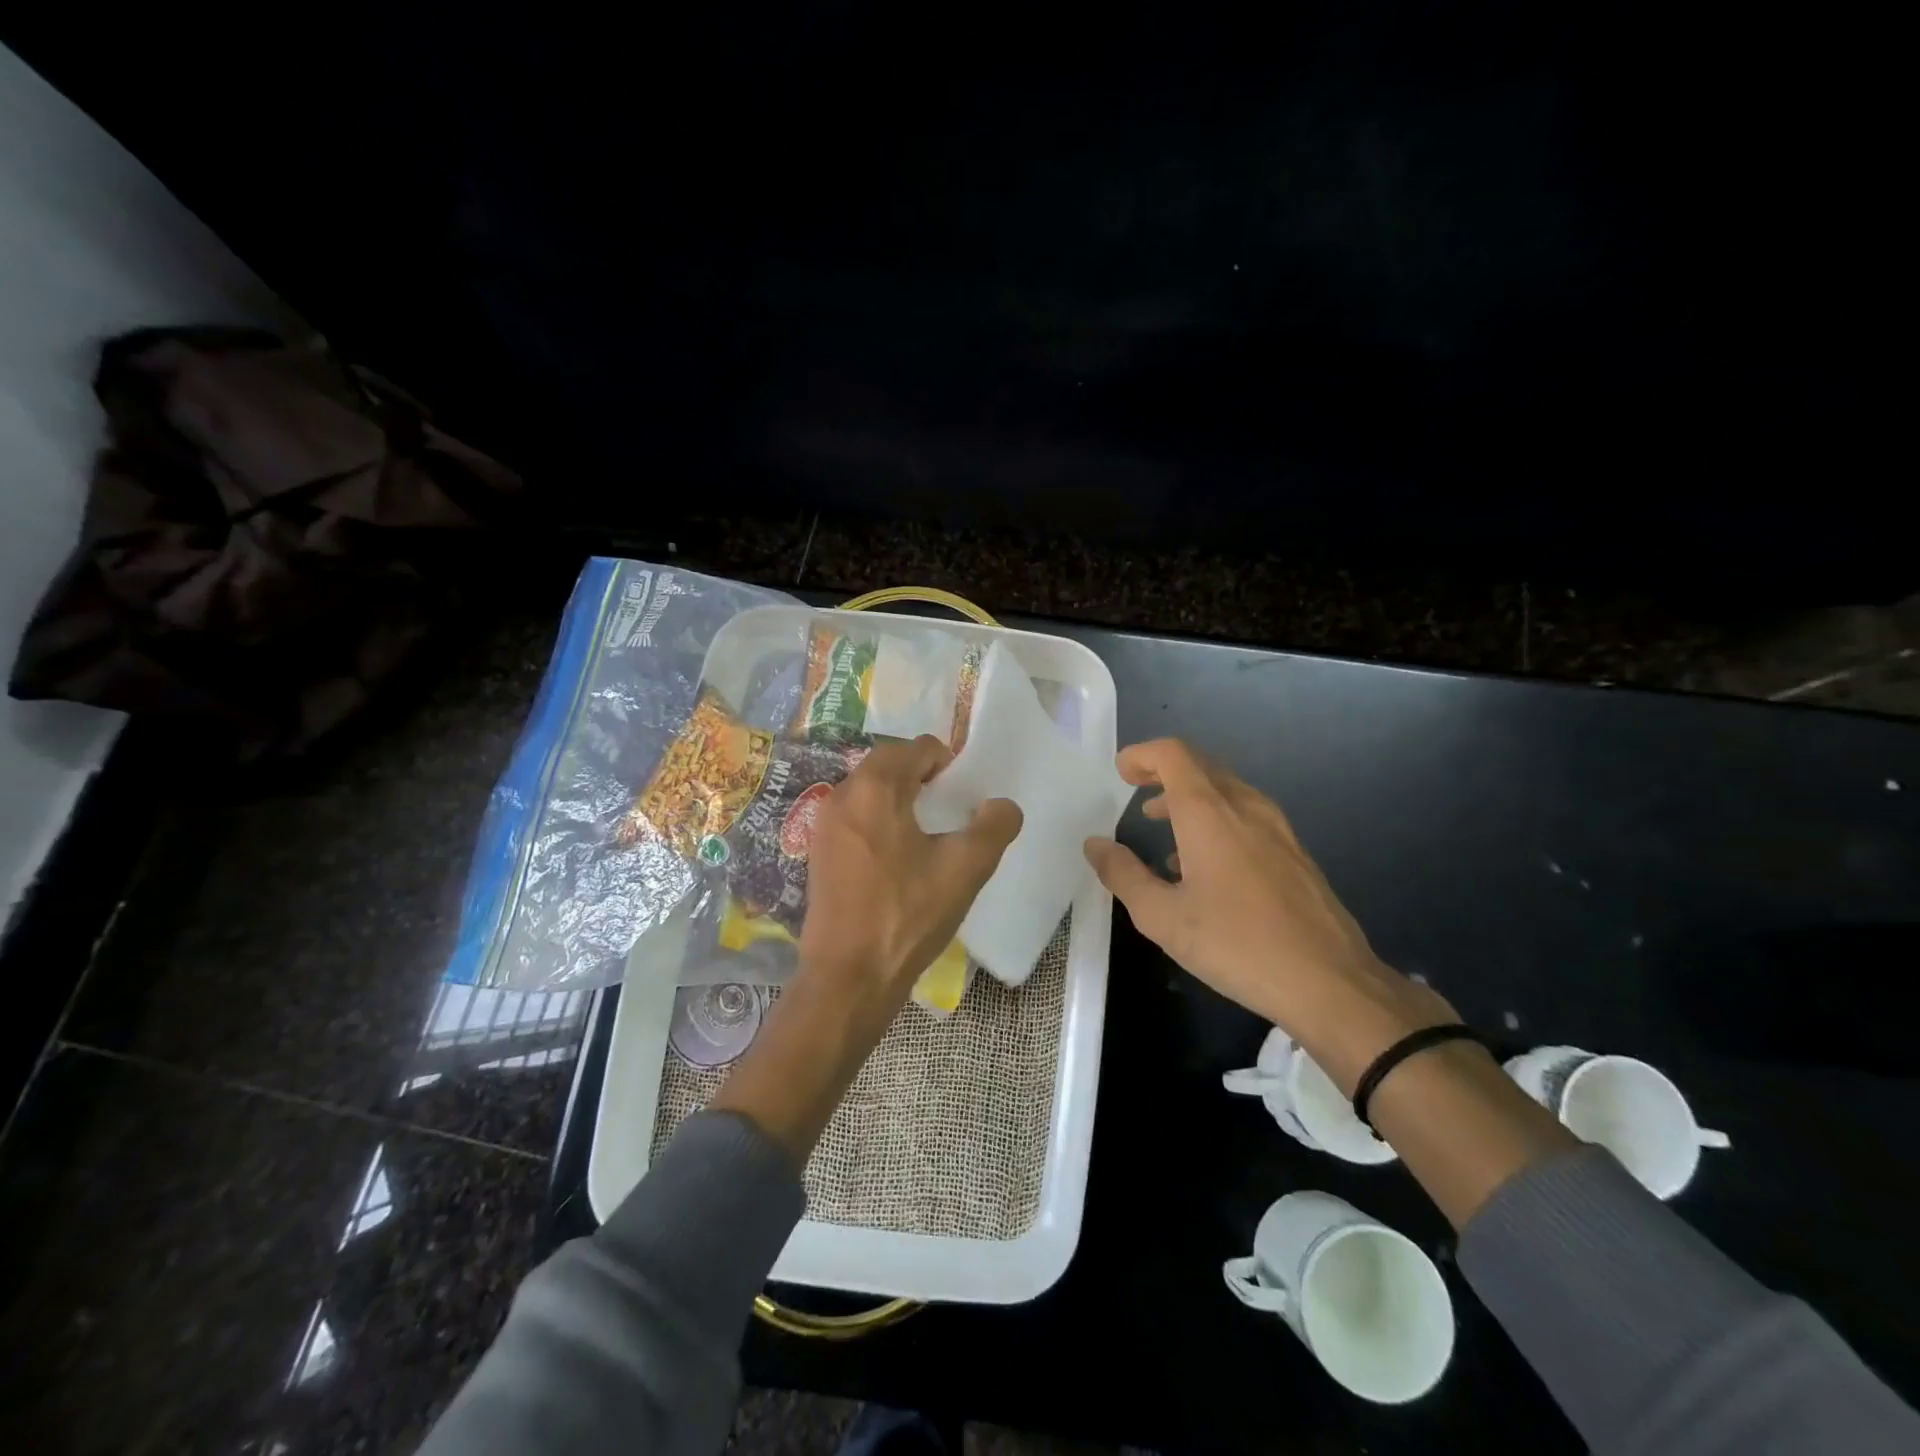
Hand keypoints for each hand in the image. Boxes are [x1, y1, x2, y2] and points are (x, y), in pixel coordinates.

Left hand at [798, 734, 1021, 1025]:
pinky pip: (854, 817)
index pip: (918, 748)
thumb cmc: (908, 915)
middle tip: (948, 813)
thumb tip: (1002, 806)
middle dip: (922, 778)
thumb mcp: (965, 869)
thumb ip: (994, 826)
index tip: (962, 797)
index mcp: (875, 787)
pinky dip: (878, 821)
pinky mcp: (818, 852)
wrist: (849, 976)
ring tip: (926, 836)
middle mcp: (841, 794)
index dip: (947, 764)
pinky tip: (896, 859)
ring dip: (899, 799)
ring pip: (869, 791)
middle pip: (889, 764)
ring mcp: (824, 824)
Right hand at [1084, 739, 1450, 1092]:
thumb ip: (1123, 874)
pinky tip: (1207, 865)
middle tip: (1136, 794)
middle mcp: (1245, 807)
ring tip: (1164, 830)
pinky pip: (1247, 815)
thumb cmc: (1236, 944)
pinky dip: (1217, 819)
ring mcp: (1277, 827)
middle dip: (1164, 773)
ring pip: (1227, 790)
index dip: (1142, 755)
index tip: (1120, 774)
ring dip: (1190, 798)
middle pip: (1201, 766)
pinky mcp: (1296, 852)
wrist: (1330, 982)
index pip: (1173, 754)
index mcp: (1209, 812)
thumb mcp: (1162, 917)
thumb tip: (1095, 845)